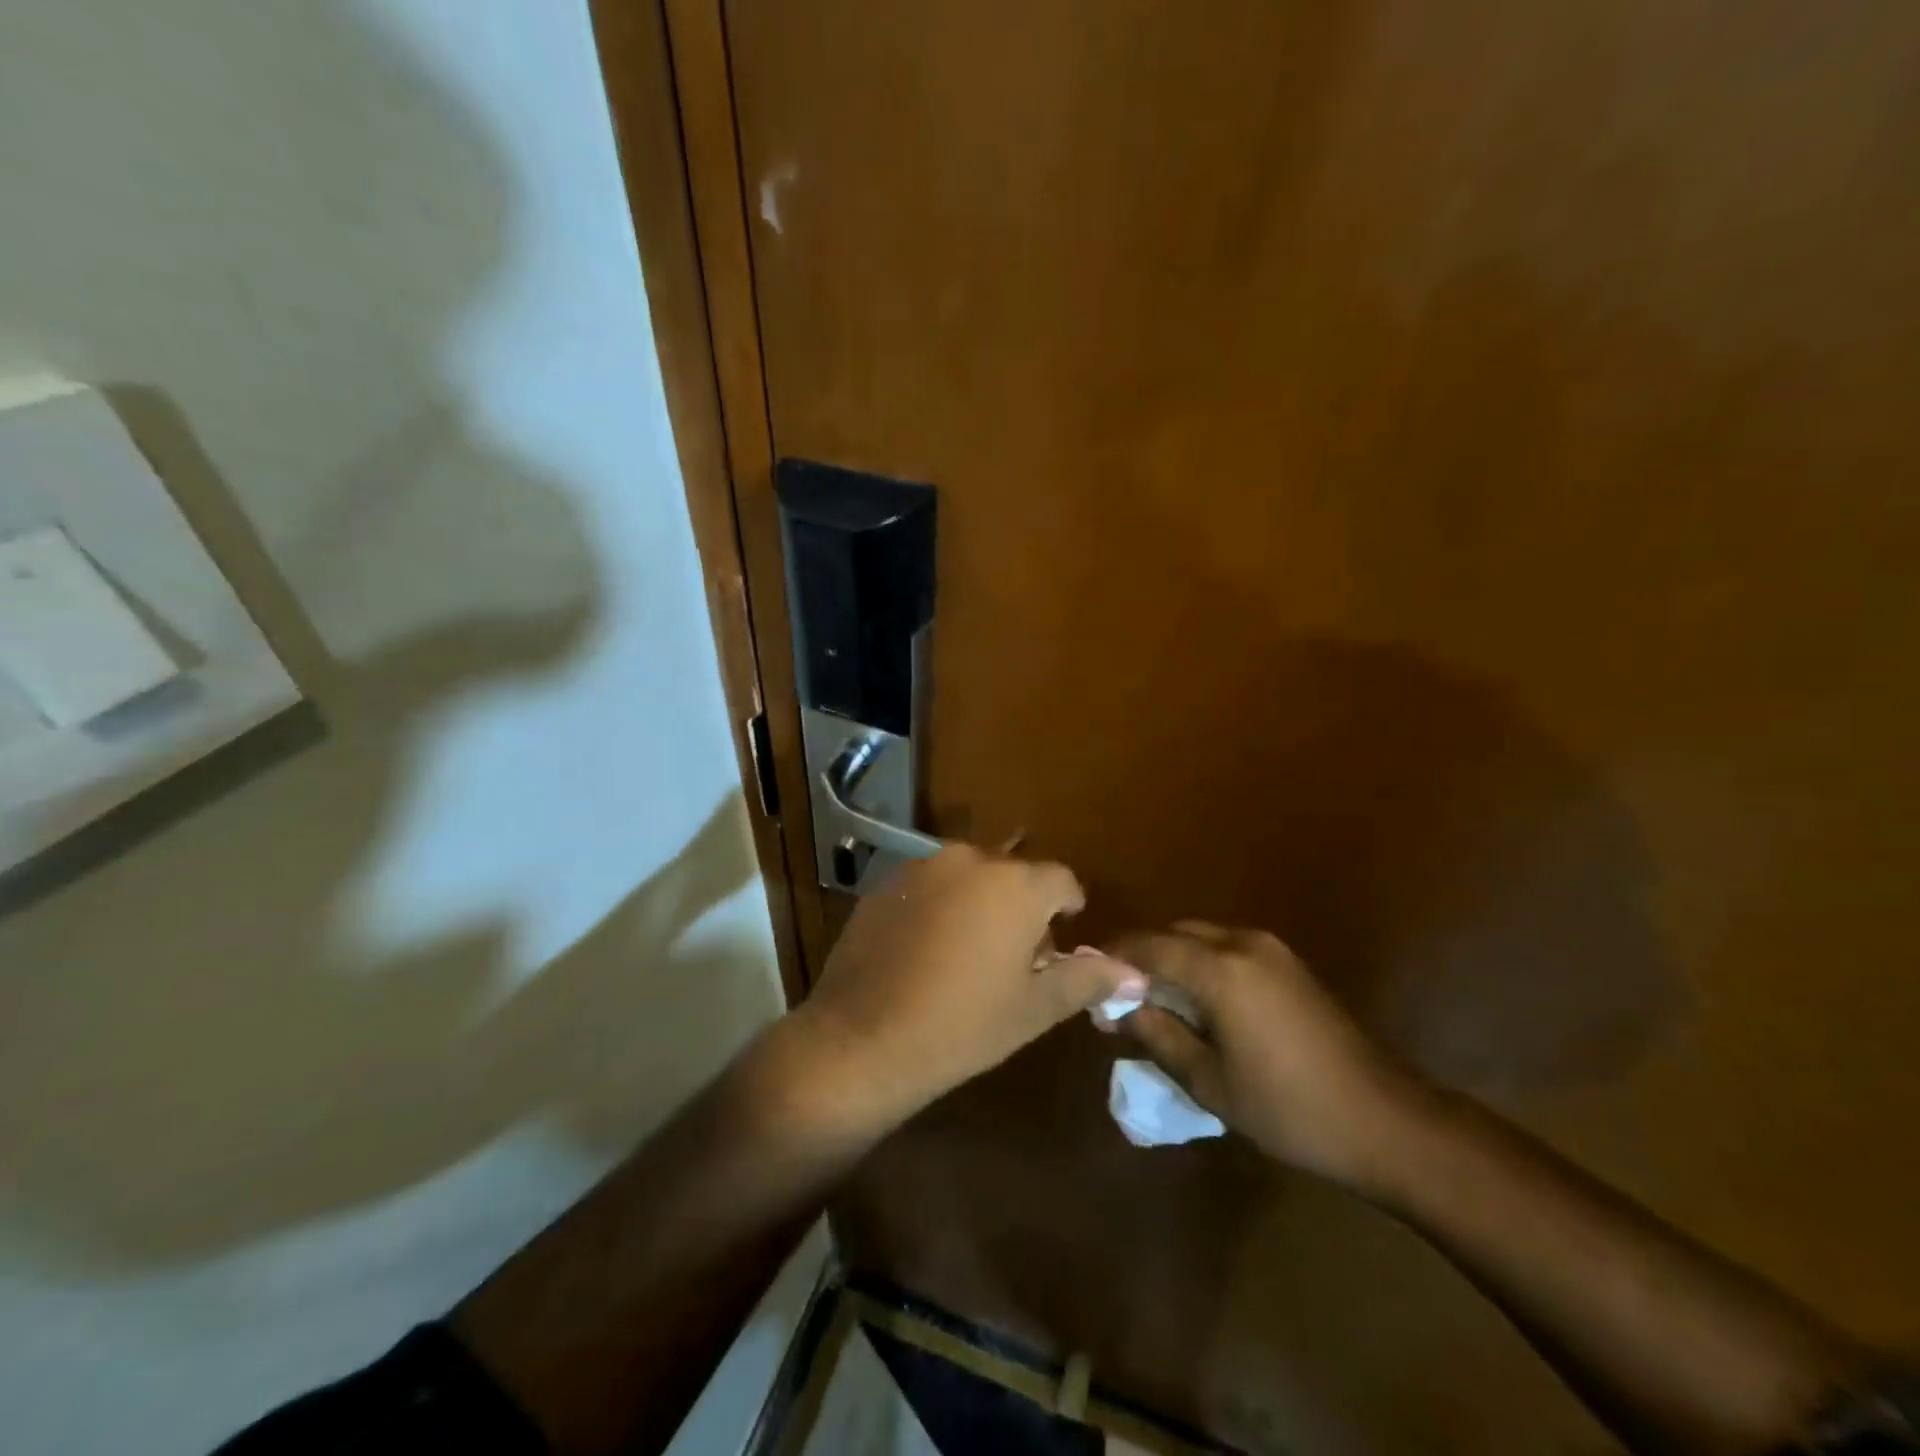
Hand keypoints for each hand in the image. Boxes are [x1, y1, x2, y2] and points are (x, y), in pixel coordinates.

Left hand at [795, 845, 1144, 1124]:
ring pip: (970, 875)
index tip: (1062, 940)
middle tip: (1017, 956)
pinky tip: (927, 950)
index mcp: (1016, 884)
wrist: (863, 1038)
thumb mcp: (1035, 1007)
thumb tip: (1137, 974)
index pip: (1061, 879)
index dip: (1068, 908)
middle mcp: (970, 859)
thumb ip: (1088, 978)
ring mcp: (922, 867)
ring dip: (980, 902)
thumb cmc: (964, 1025)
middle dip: (1023, 906)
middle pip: (1013, 873)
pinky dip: (940, 905)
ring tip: (970, 952)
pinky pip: (930, 885)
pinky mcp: (885, 882)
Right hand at [1105, 922, 1428, 1187]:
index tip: (1086, 977)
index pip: (1148, 946)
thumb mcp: (1209, 1081)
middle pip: (1174, 933)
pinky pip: (1228, 948)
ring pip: (1201, 936)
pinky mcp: (1288, 964)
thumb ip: (1158, 1035)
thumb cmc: (1288, 1109)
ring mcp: (1271, 950)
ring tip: (1153, 998)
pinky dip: (1201, 963)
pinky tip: (1197, 1000)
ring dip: (1172, 958)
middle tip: (1118, 993)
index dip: (1113, 958)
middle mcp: (1242, 944)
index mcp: (1220, 970)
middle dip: (1142, 956)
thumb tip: (1117, 1007)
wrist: (1385, 1121)